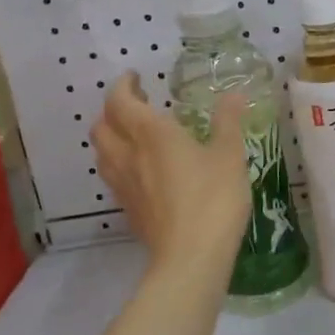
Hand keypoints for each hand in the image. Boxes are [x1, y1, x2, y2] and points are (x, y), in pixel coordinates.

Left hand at [94, 73, 249, 280]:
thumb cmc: (213, 198)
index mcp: (152, 134)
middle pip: (102, 125)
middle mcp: (129, 155)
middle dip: (114, 110)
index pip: (121, 101)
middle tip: (138, 104)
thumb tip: (233, 95)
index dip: (124, 86)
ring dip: (113, 136)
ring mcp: (123, 185)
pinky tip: (144, 170)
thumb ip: (228, 122)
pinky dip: (120, 162)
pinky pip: (113, 176)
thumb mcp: (230, 155)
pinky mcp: (128, 209)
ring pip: (102, 152)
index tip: (136, 77)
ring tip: (136, 135)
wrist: (191, 257)